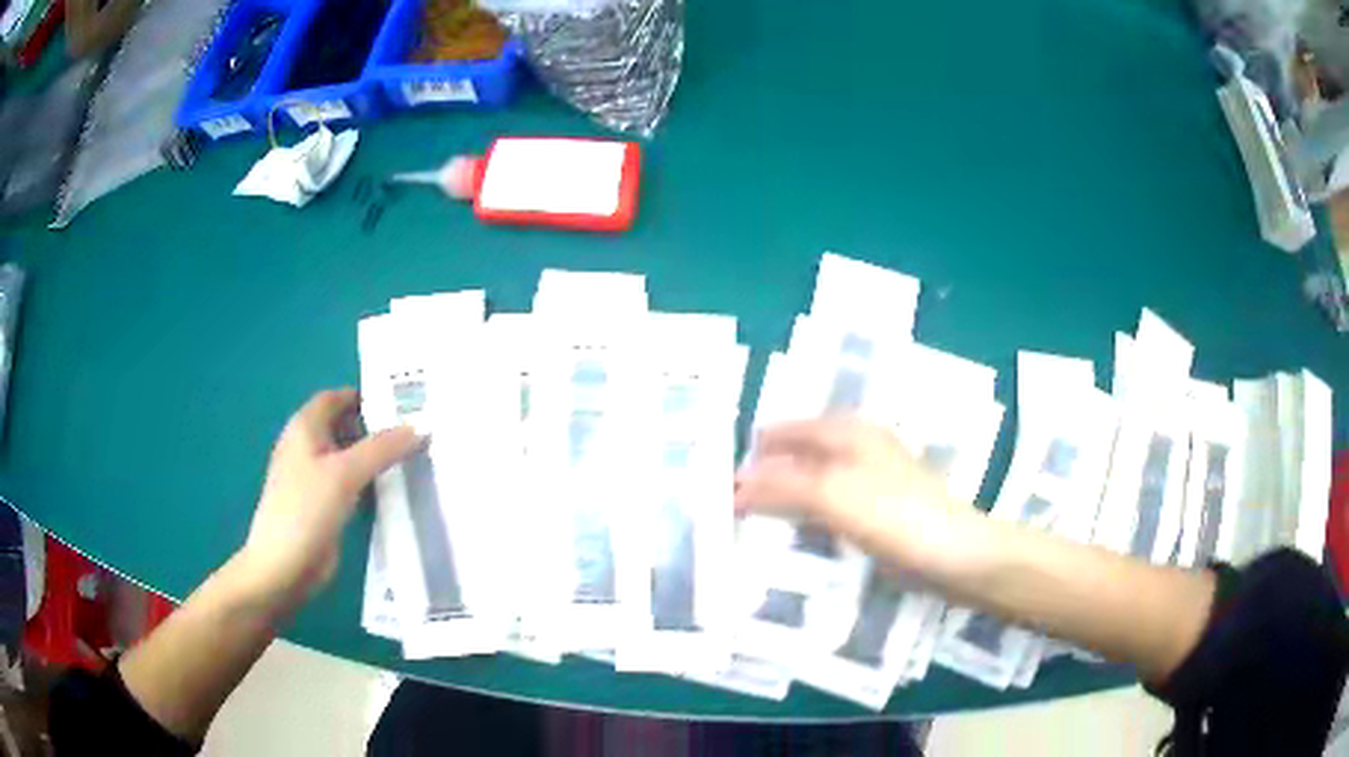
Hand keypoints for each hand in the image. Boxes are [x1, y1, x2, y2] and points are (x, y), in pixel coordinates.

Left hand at [237, 389, 420, 602]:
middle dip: (377, 427)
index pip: (338, 397)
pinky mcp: (323, 505)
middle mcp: (307, 445)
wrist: (283, 566)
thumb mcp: (346, 473)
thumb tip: (420, 426)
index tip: (405, 402)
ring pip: (349, 456)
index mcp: (305, 427)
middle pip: (345, 425)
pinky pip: (350, 483)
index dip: (367, 396)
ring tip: (415, 456)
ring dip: (376, 456)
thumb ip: (382, 448)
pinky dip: (369, 481)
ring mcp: (314, 477)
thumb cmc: (306, 509)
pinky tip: (393, 489)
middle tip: (418, 430)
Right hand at [734, 417, 955, 572]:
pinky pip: (828, 513)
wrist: (957, 557)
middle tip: (719, 502)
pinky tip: (787, 542)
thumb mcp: (833, 494)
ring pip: (812, 486)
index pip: (786, 431)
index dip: (753, 448)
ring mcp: (869, 486)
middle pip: (798, 456)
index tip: (712, 471)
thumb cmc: (898, 516)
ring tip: (741, 525)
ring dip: (781, 502)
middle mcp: (857, 451)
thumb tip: (734, 484)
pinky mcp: (876, 518)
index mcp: (848, 433)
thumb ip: (782, 486)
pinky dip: (804, 521)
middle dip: (763, 476)